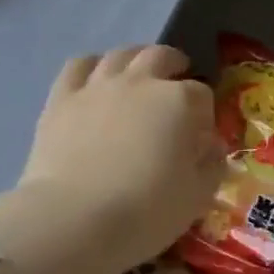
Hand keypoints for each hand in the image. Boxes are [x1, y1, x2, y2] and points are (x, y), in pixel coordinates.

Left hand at [0, 47, 221, 273]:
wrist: (75, 218)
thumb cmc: (146, 211)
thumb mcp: (196, 196)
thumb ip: (211, 164)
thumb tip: (210, 145)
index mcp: (178, 101)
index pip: (201, 94)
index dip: (204, 113)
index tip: (200, 135)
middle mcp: (139, 82)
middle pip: (161, 57)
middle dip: (174, 66)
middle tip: (176, 83)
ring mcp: (98, 85)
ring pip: (121, 54)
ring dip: (135, 59)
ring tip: (138, 73)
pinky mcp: (62, 97)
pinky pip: (79, 65)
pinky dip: (92, 66)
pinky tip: (95, 79)